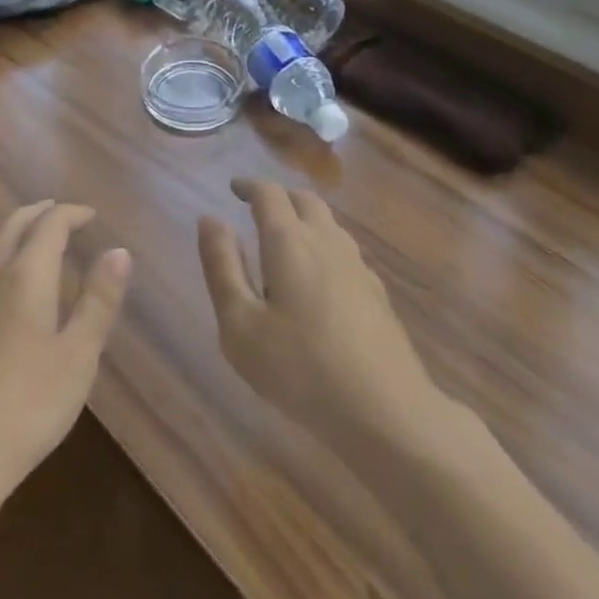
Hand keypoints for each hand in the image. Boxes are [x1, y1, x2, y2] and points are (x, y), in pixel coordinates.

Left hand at [0, 201, 130, 511]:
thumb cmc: (23, 410)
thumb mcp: (77, 359)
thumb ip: (99, 301)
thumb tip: (118, 250)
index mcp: (25, 275)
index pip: (50, 223)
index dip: (72, 213)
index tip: (91, 216)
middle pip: (14, 222)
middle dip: (41, 212)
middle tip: (64, 216)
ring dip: (14, 227)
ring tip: (33, 236)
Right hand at [199, 178, 439, 446]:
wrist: (388, 413)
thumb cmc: (301, 369)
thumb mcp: (241, 325)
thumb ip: (222, 267)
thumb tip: (210, 219)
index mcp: (289, 241)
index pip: (268, 193)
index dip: (249, 185)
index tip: (234, 188)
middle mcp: (326, 241)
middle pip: (304, 199)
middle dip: (280, 197)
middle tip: (259, 209)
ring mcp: (358, 266)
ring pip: (329, 224)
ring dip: (305, 220)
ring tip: (287, 241)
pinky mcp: (378, 294)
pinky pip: (345, 252)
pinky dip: (325, 248)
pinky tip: (320, 281)